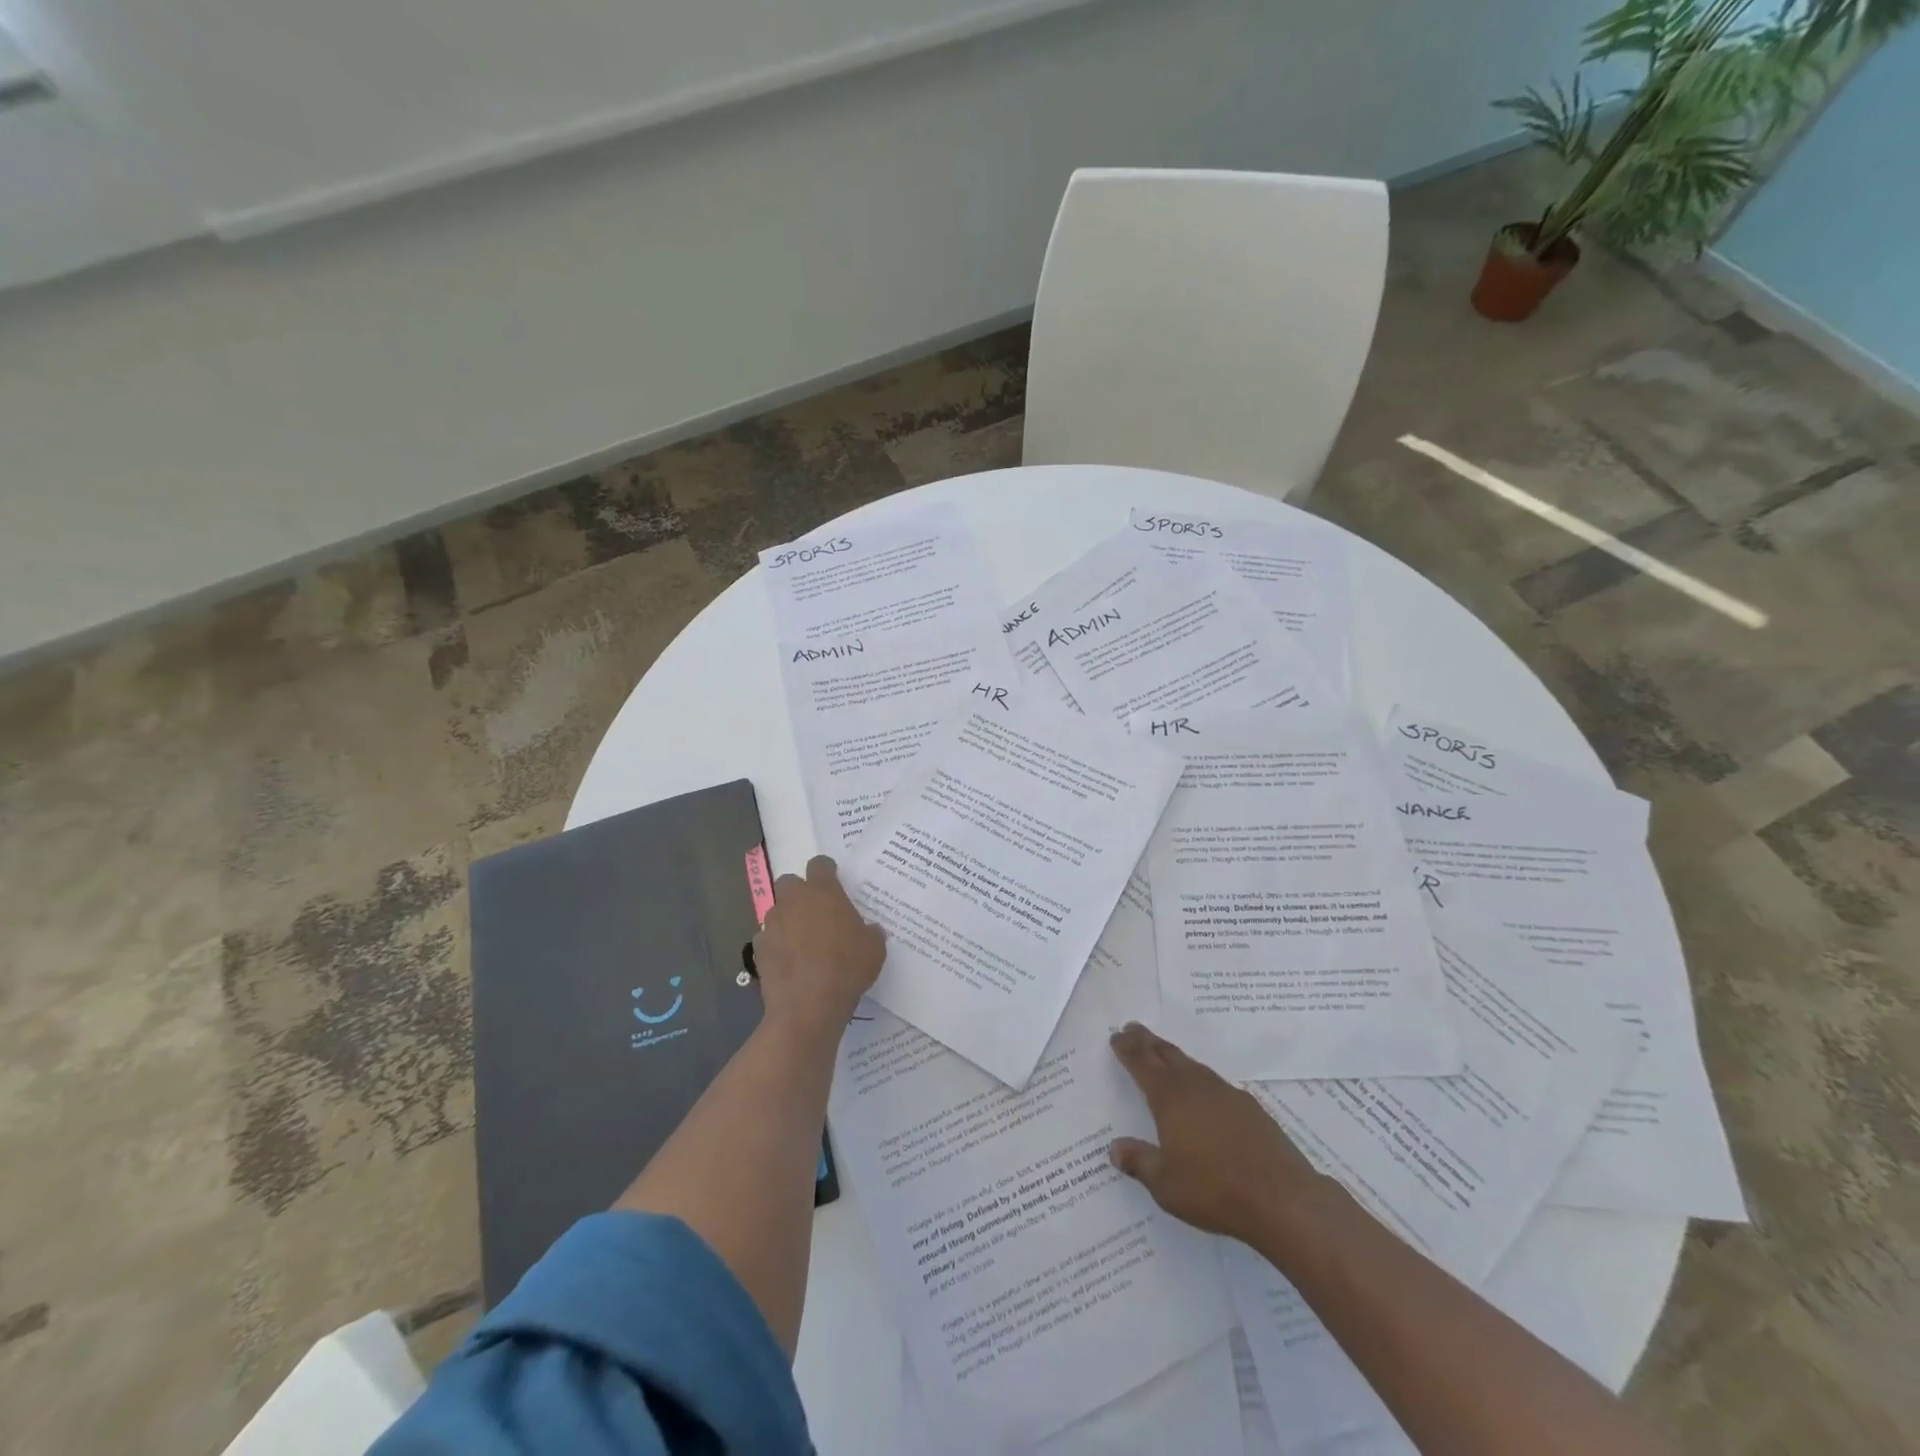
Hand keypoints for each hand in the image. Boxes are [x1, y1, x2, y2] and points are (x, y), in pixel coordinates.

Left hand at [753, 856, 886, 1037]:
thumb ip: (870, 932)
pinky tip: (789, 964)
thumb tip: (869, 930)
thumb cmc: (847, 968)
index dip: (827, 871)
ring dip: (788, 920)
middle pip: (790, 881)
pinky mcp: (758, 949)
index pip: (820, 864)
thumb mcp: (874, 948)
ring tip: (803, 943)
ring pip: (777, 911)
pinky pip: (768, 939)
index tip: (835, 883)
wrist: (808, 1006)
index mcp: (823, 891)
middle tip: (817, 912)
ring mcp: (772, 924)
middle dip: (800, 892)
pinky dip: (777, 946)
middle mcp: (793, 900)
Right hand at [1107, 1023, 1323, 1244]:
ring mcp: (1226, 1094)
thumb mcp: (1166, 1184)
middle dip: (1148, 1041)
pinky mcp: (1250, 1108)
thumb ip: (1139, 1162)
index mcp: (1170, 1098)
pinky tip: (1204, 1090)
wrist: (1281, 1198)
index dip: (1127, 1049)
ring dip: (1174, 1056)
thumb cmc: (1214, 1190)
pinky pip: (1215, 1082)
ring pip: (1193, 1065)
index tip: (1116, 1036)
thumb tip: (1115, 1148)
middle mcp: (1196, 1087)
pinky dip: (1200, 1077)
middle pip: (1167, 1054)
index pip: (1142, 1064)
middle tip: (1134, 1028)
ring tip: (1164, 1052)